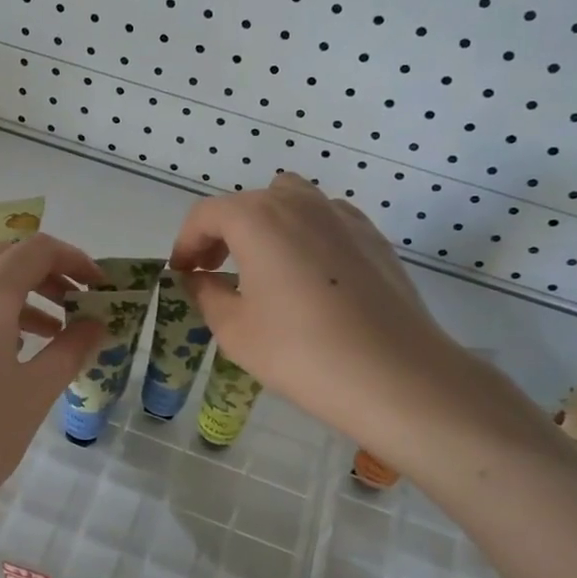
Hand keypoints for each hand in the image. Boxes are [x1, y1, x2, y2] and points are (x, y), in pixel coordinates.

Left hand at [0, 234, 104, 546]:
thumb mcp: (35, 393)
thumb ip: (71, 349)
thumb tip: (96, 324)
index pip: (38, 250)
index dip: (76, 260)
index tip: (102, 288)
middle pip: (10, 255)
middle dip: (51, 271)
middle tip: (82, 303)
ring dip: (26, 289)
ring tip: (58, 329)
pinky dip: (0, 308)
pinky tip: (21, 346)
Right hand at [172, 173, 534, 471]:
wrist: (395, 375)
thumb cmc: (301, 352)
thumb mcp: (236, 330)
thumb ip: (207, 295)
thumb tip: (199, 280)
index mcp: (257, 218)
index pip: (206, 215)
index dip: (185, 243)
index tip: (181, 274)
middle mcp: (299, 203)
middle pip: (249, 203)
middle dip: (223, 233)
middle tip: (214, 272)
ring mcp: (342, 216)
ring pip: (291, 202)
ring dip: (266, 227)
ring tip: (263, 269)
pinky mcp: (373, 238)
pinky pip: (326, 221)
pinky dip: (306, 236)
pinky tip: (310, 278)